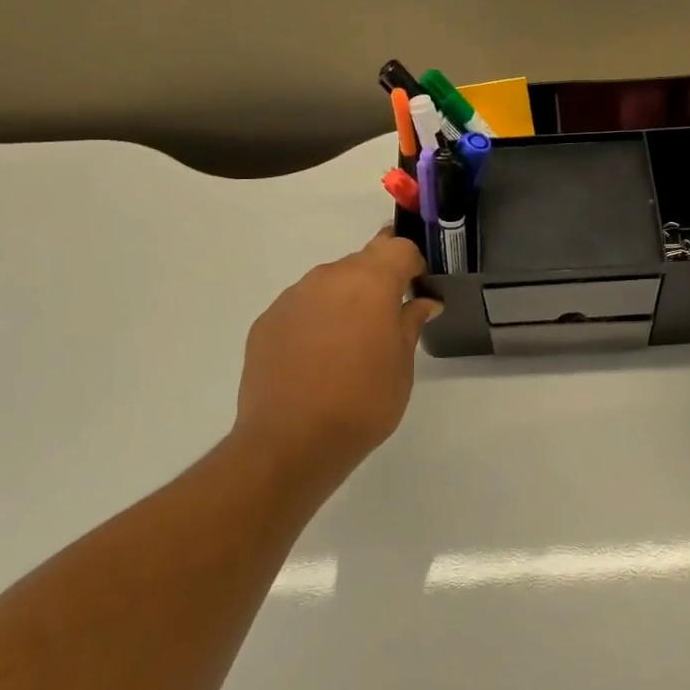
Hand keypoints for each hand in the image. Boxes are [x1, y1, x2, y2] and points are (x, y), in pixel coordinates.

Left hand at [230, 230, 441, 487]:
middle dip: (377, 282)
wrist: (291, 442)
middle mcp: (328, 278)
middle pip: (361, 262)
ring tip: (348, 346)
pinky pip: (301, 308)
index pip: (398, 247)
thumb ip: (411, 323)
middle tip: (385, 322)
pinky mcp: (266, 321)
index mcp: (370, 282)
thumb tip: (423, 302)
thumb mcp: (402, 365)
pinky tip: (316, 359)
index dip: (412, 263)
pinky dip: (315, 321)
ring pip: (328, 284)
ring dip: (344, 302)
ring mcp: (293, 298)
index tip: (417, 288)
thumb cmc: (363, 402)